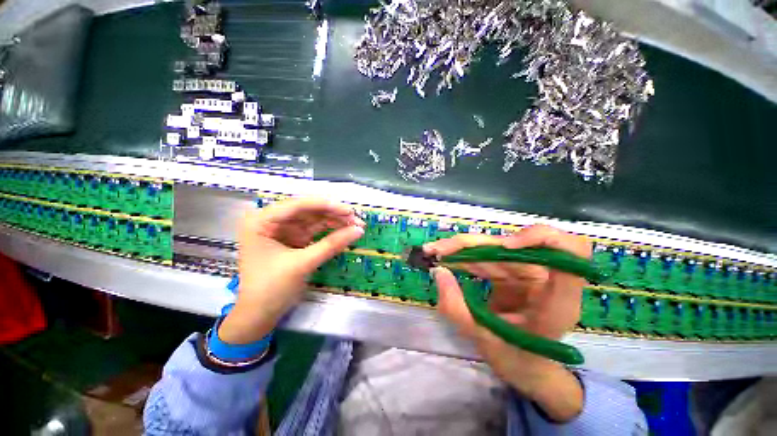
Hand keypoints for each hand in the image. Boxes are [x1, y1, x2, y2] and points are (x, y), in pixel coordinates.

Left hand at [218, 198, 364, 344]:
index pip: (298, 205)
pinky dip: (331, 232)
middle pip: (309, 211)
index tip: (349, 211)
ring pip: (315, 220)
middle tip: (357, 220)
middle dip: (333, 215)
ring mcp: (285, 230)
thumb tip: (359, 230)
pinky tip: (345, 232)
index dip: (326, 206)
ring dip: (335, 222)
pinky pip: (316, 231)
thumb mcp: (302, 264)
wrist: (259, 316)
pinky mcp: (295, 240)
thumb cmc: (271, 289)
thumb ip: (331, 245)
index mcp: (262, 221)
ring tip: (356, 225)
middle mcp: (273, 221)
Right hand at [424, 224, 590, 421]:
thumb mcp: (484, 341)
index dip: (541, 238)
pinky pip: (486, 255)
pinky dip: (463, 256)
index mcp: (558, 300)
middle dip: (472, 244)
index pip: (572, 252)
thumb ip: (457, 309)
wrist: (526, 367)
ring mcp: (527, 272)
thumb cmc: (518, 361)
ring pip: (494, 246)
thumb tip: (438, 271)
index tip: (505, 246)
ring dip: (461, 247)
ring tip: (434, 252)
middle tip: (438, 250)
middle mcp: (546, 279)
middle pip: (514, 244)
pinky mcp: (511, 271)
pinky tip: (444, 258)